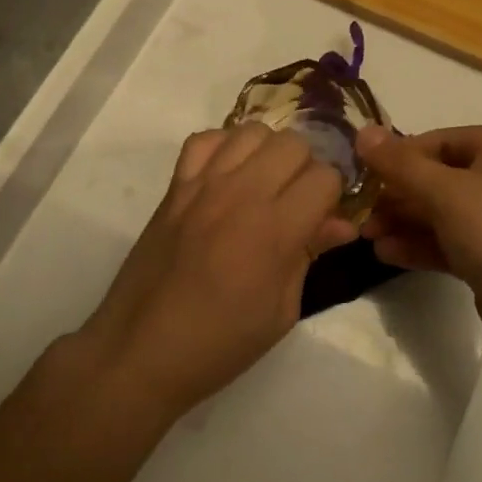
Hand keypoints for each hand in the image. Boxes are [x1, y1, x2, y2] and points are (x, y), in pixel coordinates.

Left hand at [81, 123, 357, 415]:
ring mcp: (204, 184)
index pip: (325, 177)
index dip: (332, 196)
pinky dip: (223, 147)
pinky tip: (227, 174)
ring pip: (253, 131)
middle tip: (297, 200)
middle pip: (293, 143)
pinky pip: (205, 139)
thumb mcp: (281, 311)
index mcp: (275, 230)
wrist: (141, 350)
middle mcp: (242, 194)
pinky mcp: (175, 186)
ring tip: (264, 183)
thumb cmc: (220, 343)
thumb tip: (341, 224)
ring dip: (268, 153)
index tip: (323, 217)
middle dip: (306, 168)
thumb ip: (310, 255)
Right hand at [356, 125, 481, 363]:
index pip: (436, 141)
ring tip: (366, 237)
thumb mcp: (445, 193)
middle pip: (437, 177)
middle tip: (361, 215)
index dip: (396, 158)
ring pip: (442, 211)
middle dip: (397, 196)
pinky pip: (451, 239)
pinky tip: (386, 254)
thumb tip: (362, 131)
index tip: (361, 177)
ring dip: (404, 222)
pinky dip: (421, 244)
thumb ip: (400, 164)